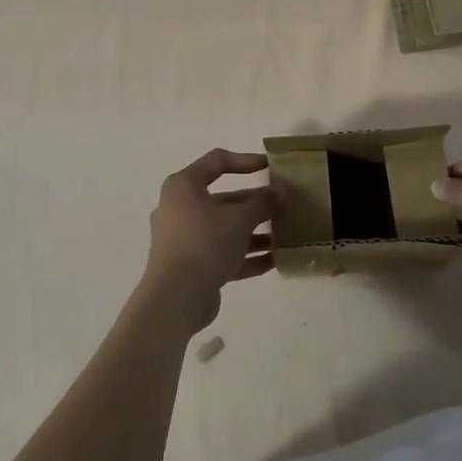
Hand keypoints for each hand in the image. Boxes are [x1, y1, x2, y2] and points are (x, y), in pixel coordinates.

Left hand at [143, 150, 277, 329]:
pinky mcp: (192, 267)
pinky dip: (246, 255)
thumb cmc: (204, 243)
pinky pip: (223, 254)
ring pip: (225, 229)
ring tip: (285, 234)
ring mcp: (185, 240)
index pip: (216, 162)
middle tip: (283, 205)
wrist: (176, 299)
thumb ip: (262, 203)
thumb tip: (281, 190)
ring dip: (254, 231)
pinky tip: (275, 260)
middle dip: (255, 203)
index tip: (271, 166)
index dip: (245, 161)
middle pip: (223, 199)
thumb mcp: (239, 219)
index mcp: (184, 187)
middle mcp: (180, 209)